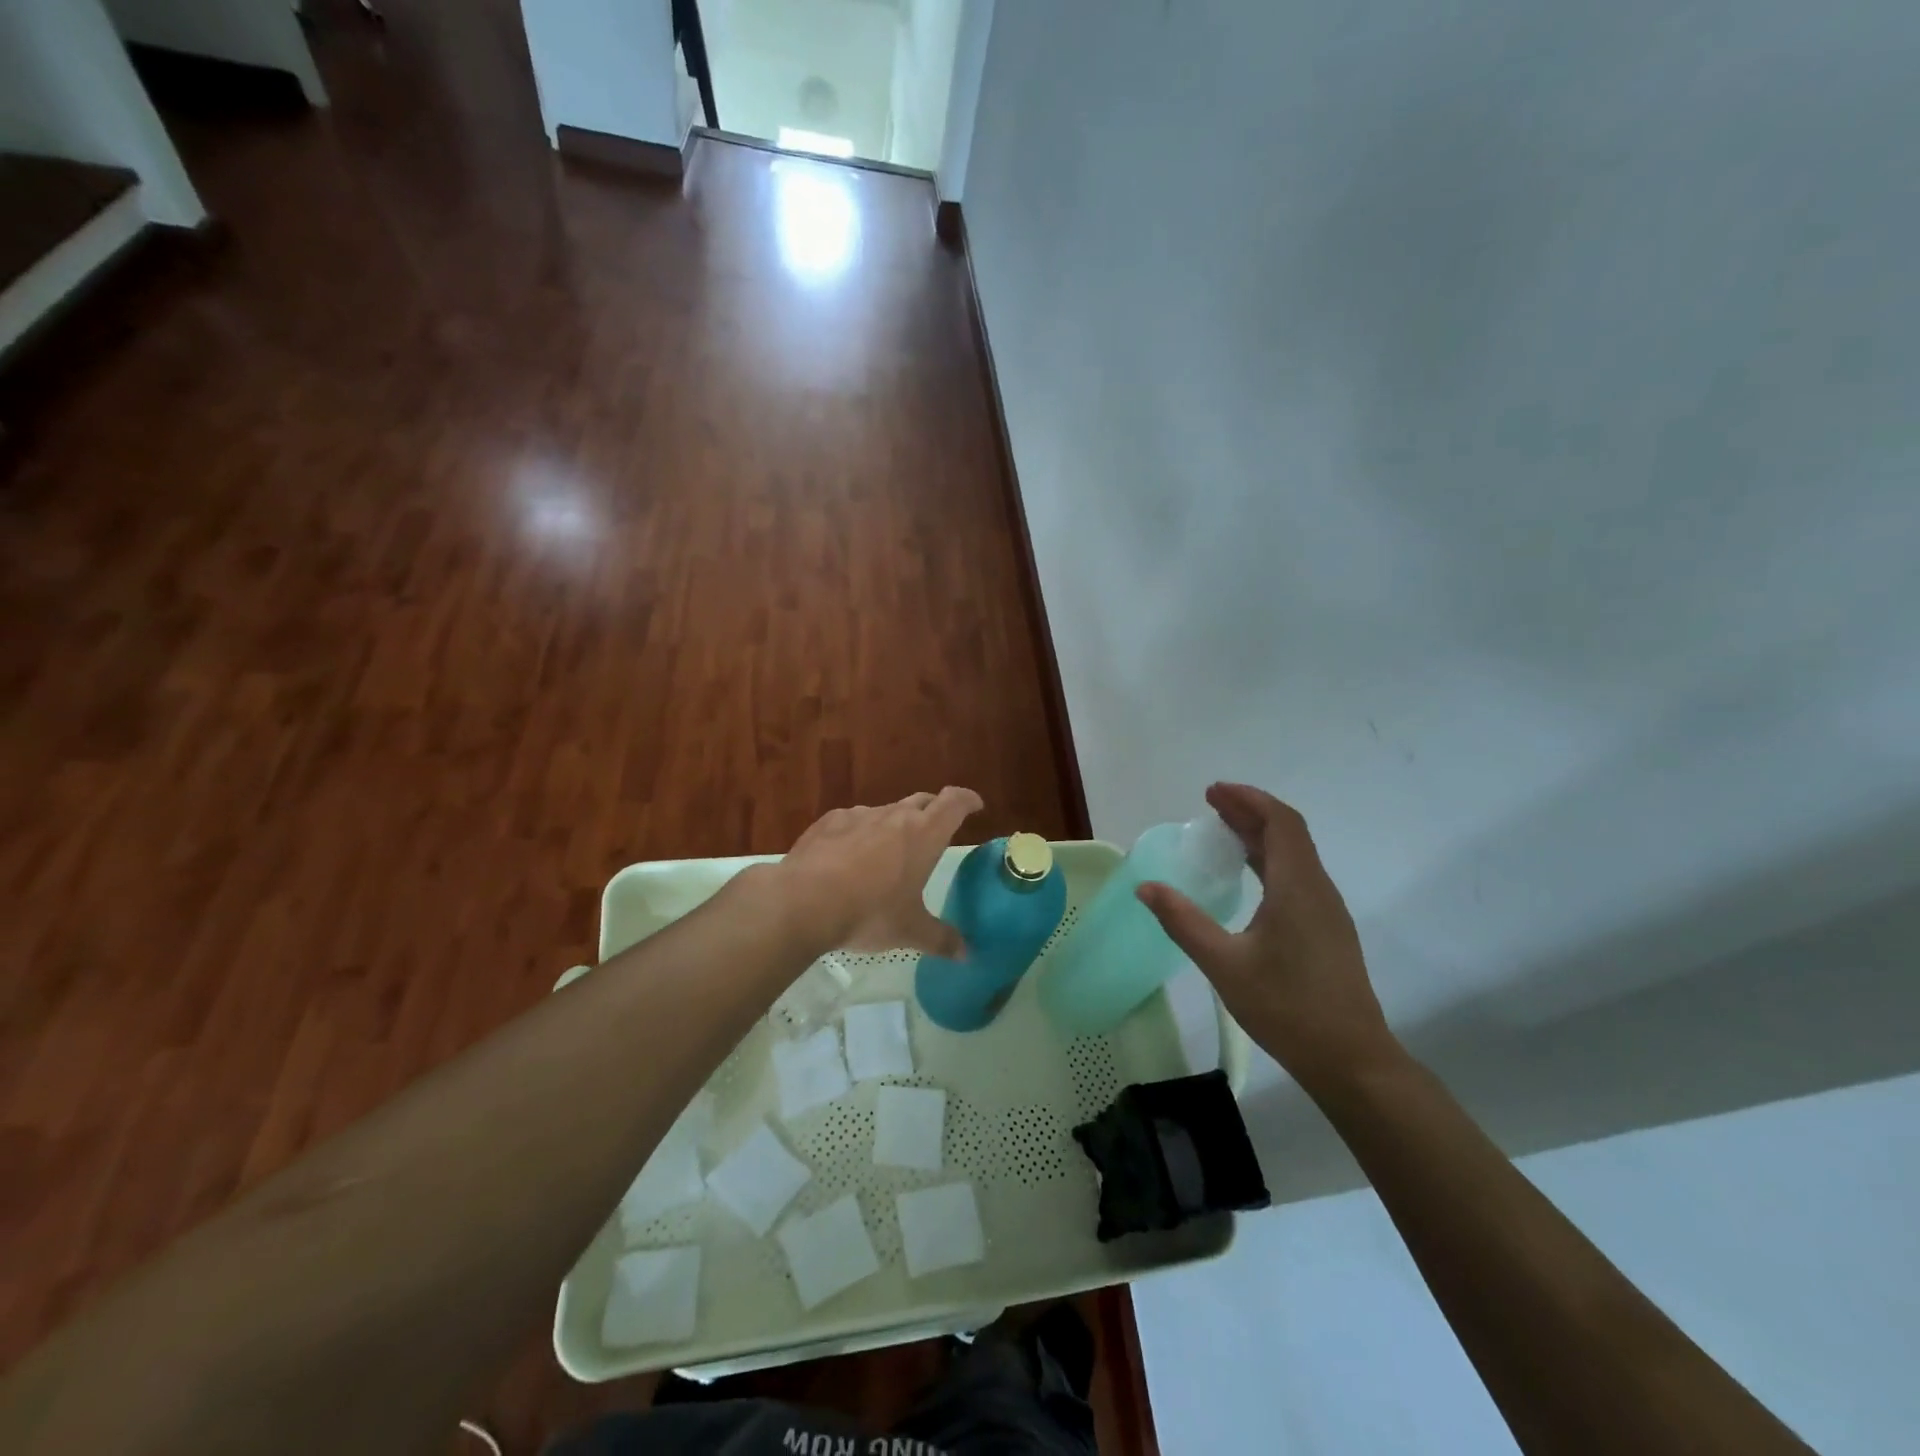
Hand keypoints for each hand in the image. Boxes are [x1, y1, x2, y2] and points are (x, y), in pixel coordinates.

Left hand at [773, 788, 983, 955]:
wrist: (803, 901)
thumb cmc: (869, 913)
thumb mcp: (909, 931)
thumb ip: (941, 939)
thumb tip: (967, 954)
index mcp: (924, 834)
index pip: (954, 802)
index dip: (967, 800)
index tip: (975, 805)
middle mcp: (895, 816)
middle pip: (922, 801)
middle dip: (933, 810)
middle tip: (937, 828)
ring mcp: (859, 815)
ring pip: (886, 811)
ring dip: (895, 824)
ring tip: (890, 851)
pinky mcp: (829, 821)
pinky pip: (853, 821)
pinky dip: (860, 832)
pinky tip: (849, 856)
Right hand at [1137, 783, 1393, 1093]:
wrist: (1351, 1060)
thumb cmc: (1287, 1008)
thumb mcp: (1224, 964)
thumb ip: (1183, 922)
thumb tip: (1146, 887)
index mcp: (1297, 887)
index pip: (1280, 823)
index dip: (1248, 800)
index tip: (1213, 792)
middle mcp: (1317, 889)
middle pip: (1288, 833)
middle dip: (1250, 812)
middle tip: (1210, 805)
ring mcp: (1327, 911)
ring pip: (1295, 855)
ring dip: (1261, 835)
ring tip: (1223, 832)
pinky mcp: (1327, 930)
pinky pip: (1298, 876)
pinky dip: (1270, 860)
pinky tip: (1248, 878)